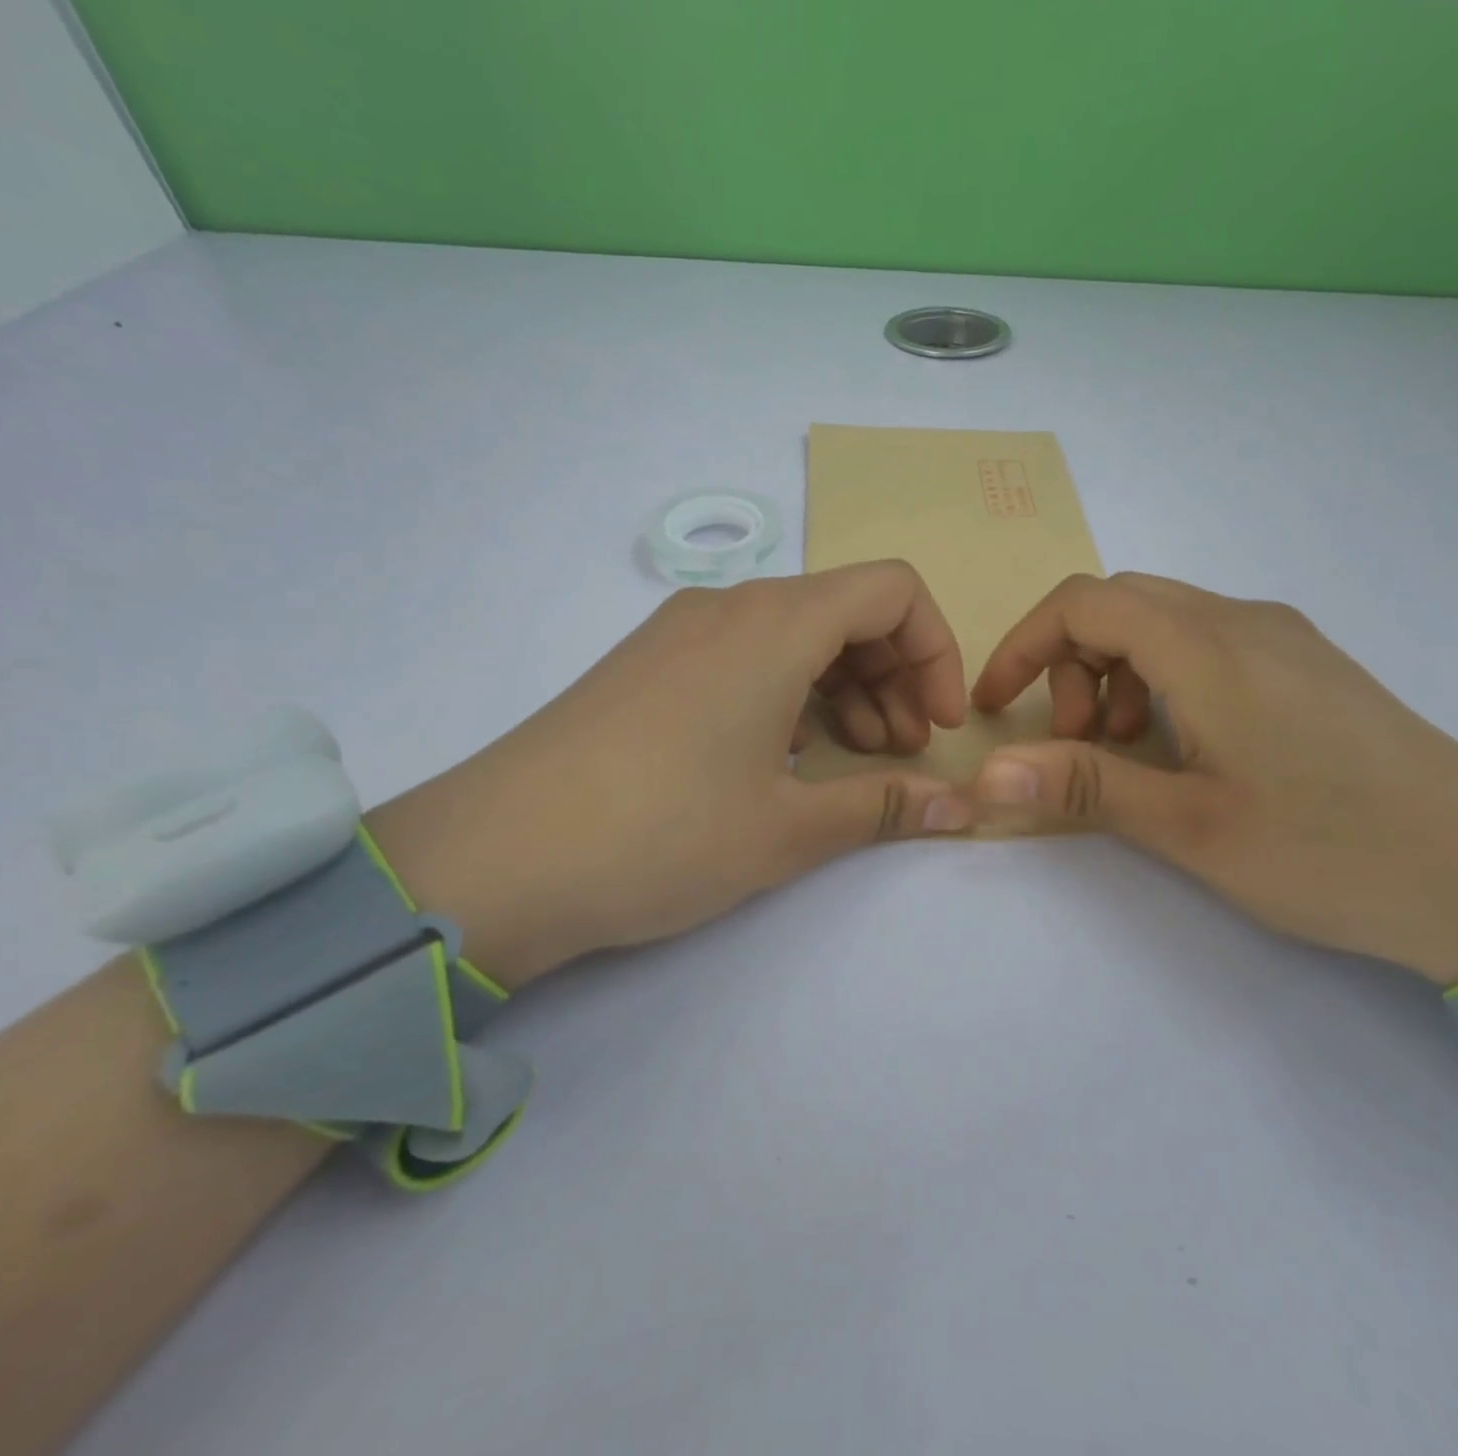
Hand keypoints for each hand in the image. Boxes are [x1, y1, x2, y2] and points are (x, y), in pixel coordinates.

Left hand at [367, 562, 974, 989]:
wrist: (492, 861)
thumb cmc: (662, 834)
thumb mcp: (788, 828)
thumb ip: (886, 806)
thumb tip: (965, 809)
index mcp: (775, 625)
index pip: (893, 591)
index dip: (936, 652)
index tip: (940, 725)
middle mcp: (729, 608)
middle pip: (847, 610)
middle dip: (896, 675)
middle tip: (902, 752)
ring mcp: (680, 632)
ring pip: (796, 633)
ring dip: (846, 687)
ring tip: (853, 759)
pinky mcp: (649, 665)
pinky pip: (747, 654)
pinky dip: (792, 692)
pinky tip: (785, 755)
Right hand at [969, 573, 1457, 984]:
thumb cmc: (1330, 852)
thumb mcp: (1190, 827)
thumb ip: (1084, 786)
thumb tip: (987, 773)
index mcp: (1209, 647)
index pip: (1083, 603)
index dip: (1023, 645)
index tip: (996, 707)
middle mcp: (1245, 620)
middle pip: (1121, 603)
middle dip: (1071, 663)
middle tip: (1077, 742)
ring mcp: (1284, 638)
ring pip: (1164, 622)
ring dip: (1117, 673)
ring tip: (1130, 752)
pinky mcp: (1309, 665)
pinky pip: (1208, 644)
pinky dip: (1164, 679)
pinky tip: (1186, 746)